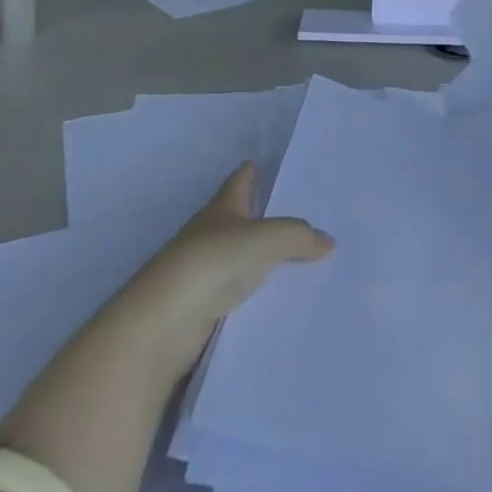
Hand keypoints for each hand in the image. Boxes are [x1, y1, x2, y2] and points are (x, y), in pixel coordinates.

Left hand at [118, 162, 333, 382]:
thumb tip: (328, 241)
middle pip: (242, 217)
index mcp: (224, 205)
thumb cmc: (213, 262)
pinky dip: (254, 292)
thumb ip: (298, 237)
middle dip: (266, 216)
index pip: (242, 178)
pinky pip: (236, 292)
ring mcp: (203, 271)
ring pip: (240, 257)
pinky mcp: (201, 308)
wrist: (162, 325)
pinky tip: (277, 299)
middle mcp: (212, 232)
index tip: (274, 167)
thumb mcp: (265, 240)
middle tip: (305, 216)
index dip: (256, 171)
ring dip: (261, 258)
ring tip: (301, 261)